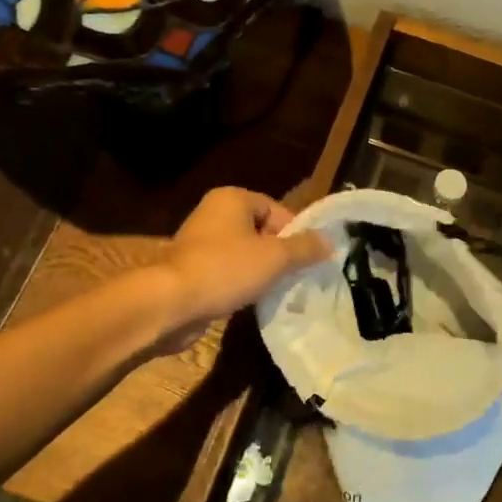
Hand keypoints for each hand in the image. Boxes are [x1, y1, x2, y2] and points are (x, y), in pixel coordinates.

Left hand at [153, 188, 329, 349]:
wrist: (171, 303)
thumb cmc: (226, 269)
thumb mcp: (275, 257)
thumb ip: (305, 248)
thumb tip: (330, 241)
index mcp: (232, 198)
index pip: (276, 209)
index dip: (295, 233)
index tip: (309, 258)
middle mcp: (214, 213)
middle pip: (261, 231)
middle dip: (280, 254)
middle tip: (297, 276)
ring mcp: (200, 242)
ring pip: (245, 253)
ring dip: (261, 271)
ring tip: (278, 290)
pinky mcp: (192, 270)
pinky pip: (228, 272)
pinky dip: (241, 283)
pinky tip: (252, 300)